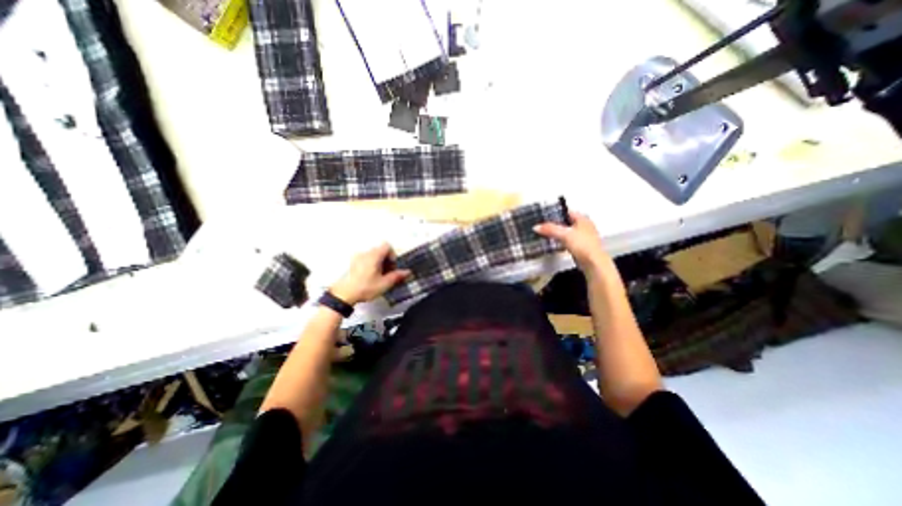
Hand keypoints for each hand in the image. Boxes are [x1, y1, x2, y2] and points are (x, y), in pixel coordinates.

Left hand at [331, 240, 411, 304]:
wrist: (344, 295)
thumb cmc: (364, 288)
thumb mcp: (384, 283)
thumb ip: (397, 276)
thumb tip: (407, 272)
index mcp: (374, 255)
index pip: (387, 246)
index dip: (392, 255)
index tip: (392, 266)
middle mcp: (365, 253)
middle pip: (380, 250)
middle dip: (387, 260)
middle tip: (388, 273)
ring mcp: (357, 258)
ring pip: (373, 255)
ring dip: (379, 263)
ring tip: (379, 276)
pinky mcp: (353, 263)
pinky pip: (366, 259)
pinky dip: (371, 265)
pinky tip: (370, 277)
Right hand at [529, 210, 617, 276]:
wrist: (593, 263)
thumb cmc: (582, 245)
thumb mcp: (564, 235)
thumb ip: (550, 229)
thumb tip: (536, 227)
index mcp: (582, 219)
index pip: (566, 211)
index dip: (555, 213)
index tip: (544, 216)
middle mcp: (585, 225)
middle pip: (567, 222)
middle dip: (556, 224)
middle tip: (543, 226)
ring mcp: (584, 236)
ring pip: (568, 231)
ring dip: (559, 233)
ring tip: (547, 234)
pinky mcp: (582, 246)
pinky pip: (569, 240)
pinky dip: (562, 241)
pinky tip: (555, 244)